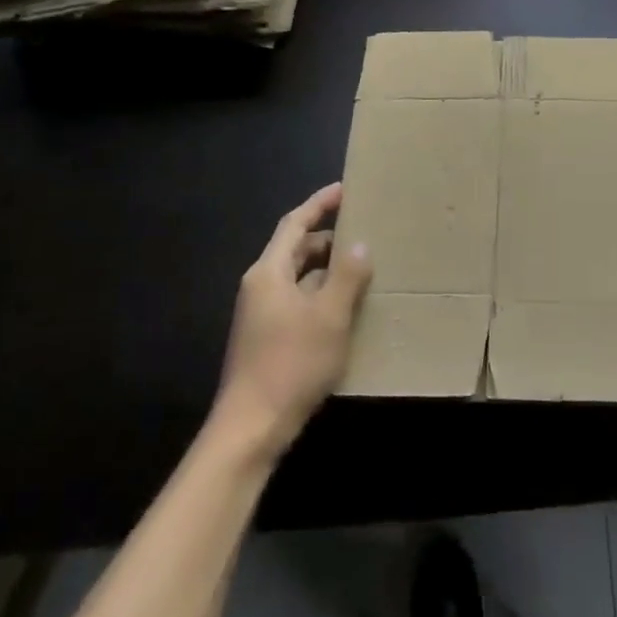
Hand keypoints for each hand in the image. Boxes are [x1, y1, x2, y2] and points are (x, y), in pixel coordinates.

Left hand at [210, 183, 371, 461]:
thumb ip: (346, 277)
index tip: (345, 190)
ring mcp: (262, 314)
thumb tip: (359, 245)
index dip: (319, 204)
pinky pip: (299, 301)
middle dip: (329, 239)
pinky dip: (322, 295)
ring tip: (363, 269)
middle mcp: (261, 286)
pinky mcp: (268, 337)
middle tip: (365, 234)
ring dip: (328, 270)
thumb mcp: (329, 317)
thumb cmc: (291, 364)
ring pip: (299, 277)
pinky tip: (347, 308)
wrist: (251, 427)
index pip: (295, 224)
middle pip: (296, 249)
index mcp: (269, 272)